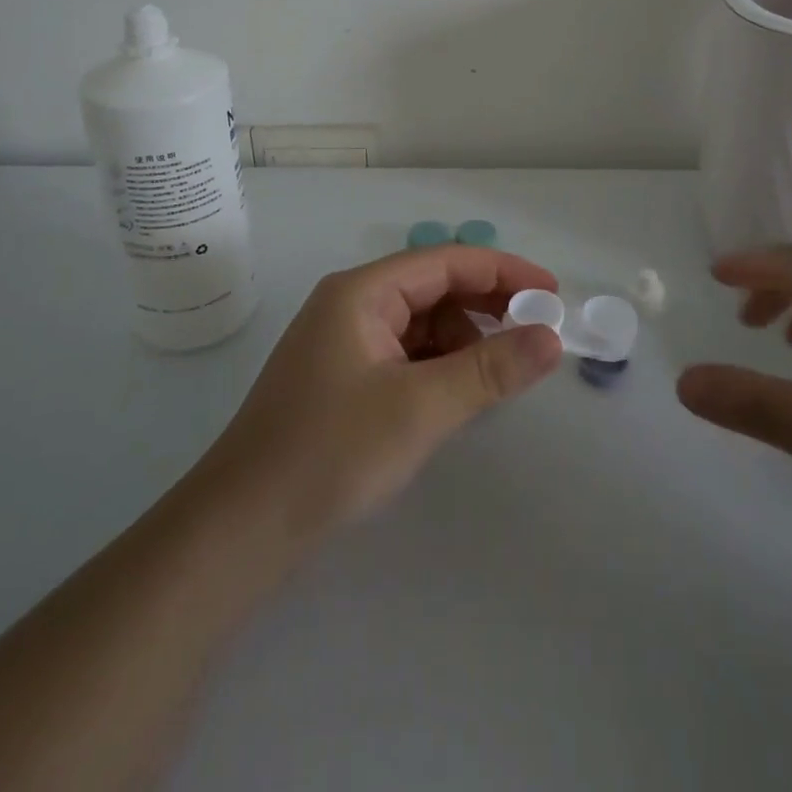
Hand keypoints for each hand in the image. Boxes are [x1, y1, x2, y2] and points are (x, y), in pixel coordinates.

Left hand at [202, 246, 564, 545]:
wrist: (240, 530)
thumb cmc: (330, 453)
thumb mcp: (421, 407)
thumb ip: (490, 369)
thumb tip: (552, 337)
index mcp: (362, 291)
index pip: (447, 261)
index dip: (503, 271)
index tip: (551, 293)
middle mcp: (352, 304)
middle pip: (433, 287)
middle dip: (486, 306)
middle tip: (535, 332)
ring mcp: (344, 341)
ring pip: (420, 323)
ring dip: (462, 340)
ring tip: (495, 375)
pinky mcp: (342, 377)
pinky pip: (404, 353)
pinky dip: (437, 365)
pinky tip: (456, 394)